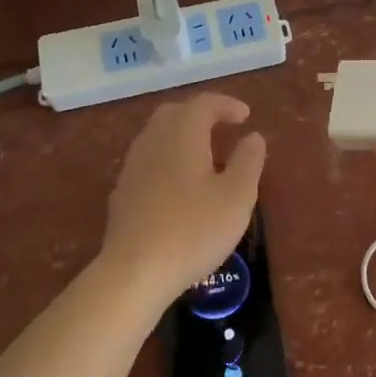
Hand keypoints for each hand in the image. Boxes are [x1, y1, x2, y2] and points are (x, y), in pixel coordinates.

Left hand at [101, 94, 266, 304]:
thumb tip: (253, 137)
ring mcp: (132, 167)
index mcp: (182, 134)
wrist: (133, 273)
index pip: (204, 104)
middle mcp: (153, 141)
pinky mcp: (122, 193)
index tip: (245, 117)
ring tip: (204, 156)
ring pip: (157, 136)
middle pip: (175, 113)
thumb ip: (248, 161)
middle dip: (200, 115)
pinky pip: (148, 161)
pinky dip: (167, 159)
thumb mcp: (237, 196)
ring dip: (182, 137)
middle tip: (222, 128)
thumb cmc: (193, 230)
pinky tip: (179, 185)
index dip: (226, 105)